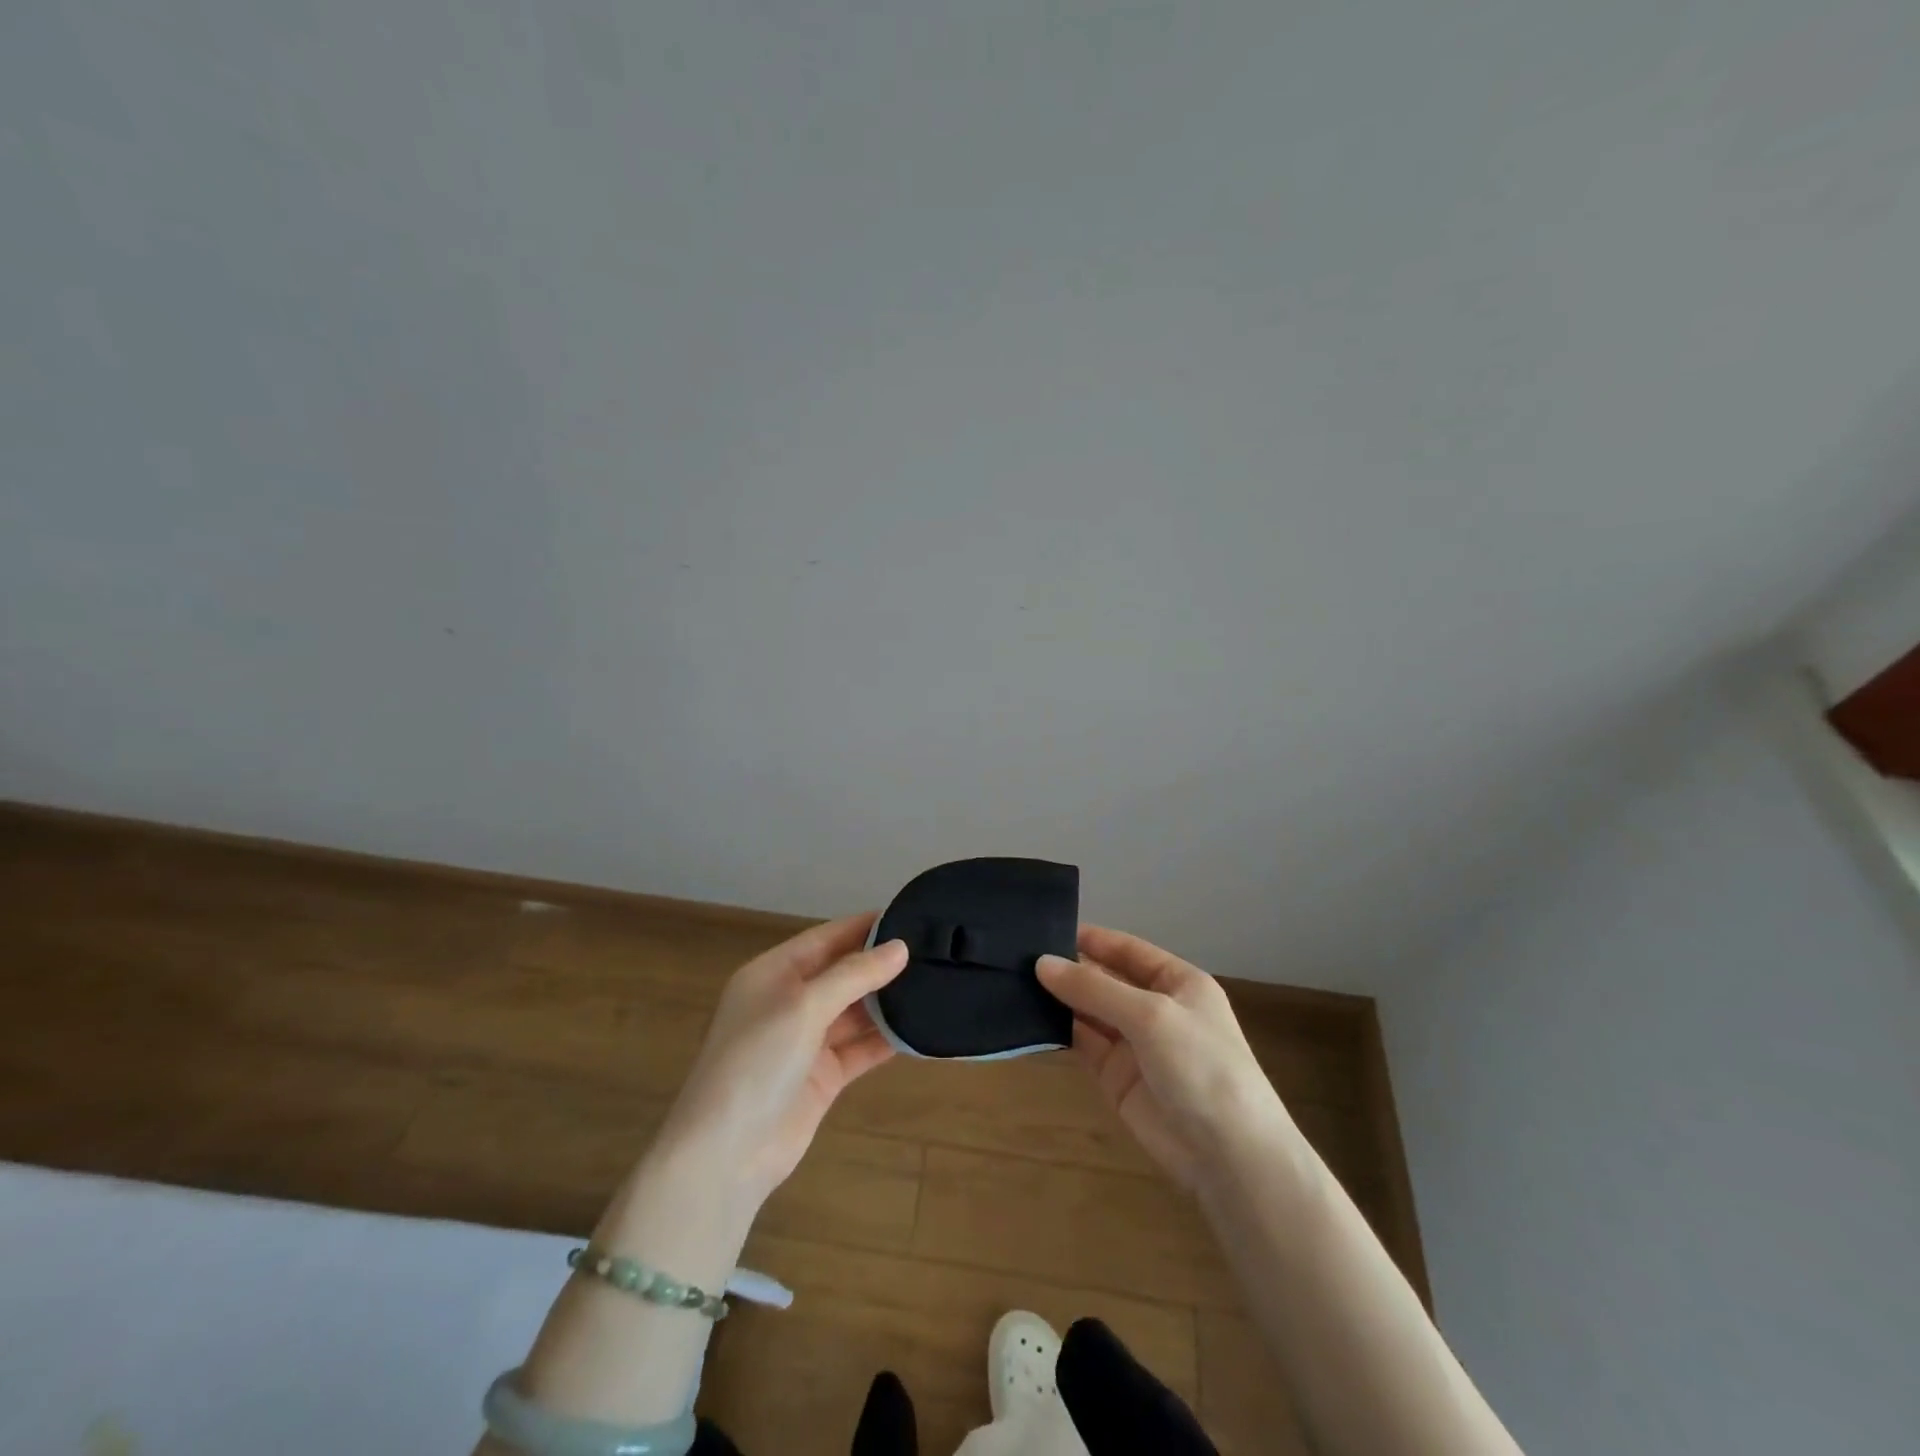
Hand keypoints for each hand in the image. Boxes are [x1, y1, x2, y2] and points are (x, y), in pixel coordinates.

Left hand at [654, 913, 907, 1202]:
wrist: (726, 1154)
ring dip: (887, 1002)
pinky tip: (919, 1028)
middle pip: (841, 973)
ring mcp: (805, 1041)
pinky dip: (885, 1040)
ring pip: (854, 1012)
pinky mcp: (822, 1076)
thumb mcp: (805, 1006)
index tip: (909, 915)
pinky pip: (860, 1048)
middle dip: (880, 964)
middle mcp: (789, 1002)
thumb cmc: (758, 1062)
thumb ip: (854, 975)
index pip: (825, 938)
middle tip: (932, 951)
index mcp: (772, 974)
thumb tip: (900, 947)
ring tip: (934, 984)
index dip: (864, 926)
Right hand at [1038, 925, 1286, 1188]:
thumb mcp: (1150, 1015)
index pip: (1128, 950)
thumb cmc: (1200, 1066)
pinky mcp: (1116, 1077)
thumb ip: (1095, 988)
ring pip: (1089, 1011)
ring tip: (1014, 981)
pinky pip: (1083, 1043)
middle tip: (1018, 956)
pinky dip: (1059, 1030)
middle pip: (1105, 979)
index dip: (1091, 939)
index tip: (1046, 929)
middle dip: (1069, 969)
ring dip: (1059, 998)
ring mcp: (1135, 1043)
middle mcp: (1155, 1008)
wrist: (1229, 1156)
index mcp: (1178, 982)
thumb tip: (1042, 963)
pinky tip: (1028, 1017)